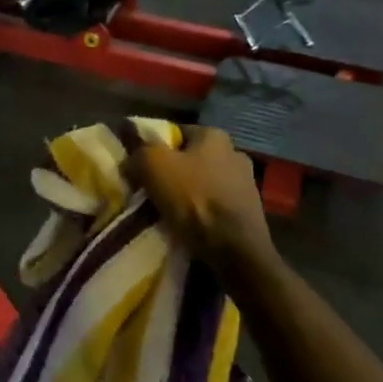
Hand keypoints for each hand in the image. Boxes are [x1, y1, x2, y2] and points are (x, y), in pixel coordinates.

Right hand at [126, 127, 276, 275]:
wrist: (235, 248)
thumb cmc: (194, 199)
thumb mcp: (154, 166)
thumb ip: (140, 152)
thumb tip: (132, 157)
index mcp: (214, 135)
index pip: (176, 133)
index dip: (155, 148)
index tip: (140, 168)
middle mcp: (235, 152)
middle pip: (191, 160)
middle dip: (172, 173)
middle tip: (151, 192)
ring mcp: (247, 183)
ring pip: (204, 184)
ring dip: (188, 196)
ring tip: (168, 214)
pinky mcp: (250, 212)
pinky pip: (216, 206)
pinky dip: (202, 214)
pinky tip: (189, 227)